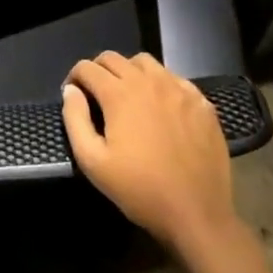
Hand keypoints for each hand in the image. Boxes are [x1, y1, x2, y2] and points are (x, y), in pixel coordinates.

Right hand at [61, 51, 237, 256]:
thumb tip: (71, 91)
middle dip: (98, 70)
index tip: (73, 95)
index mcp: (119, 94)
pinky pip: (174, 78)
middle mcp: (148, 81)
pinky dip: (160, 84)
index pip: (87, 67)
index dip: (74, 77)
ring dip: (129, 71)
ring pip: (145, 62)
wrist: (197, 213)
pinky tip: (161, 106)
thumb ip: (75, 119)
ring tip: (128, 95)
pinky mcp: (201, 102)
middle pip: (114, 58)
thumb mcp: (93, 162)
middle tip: (96, 95)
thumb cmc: (140, 190)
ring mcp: (178, 89)